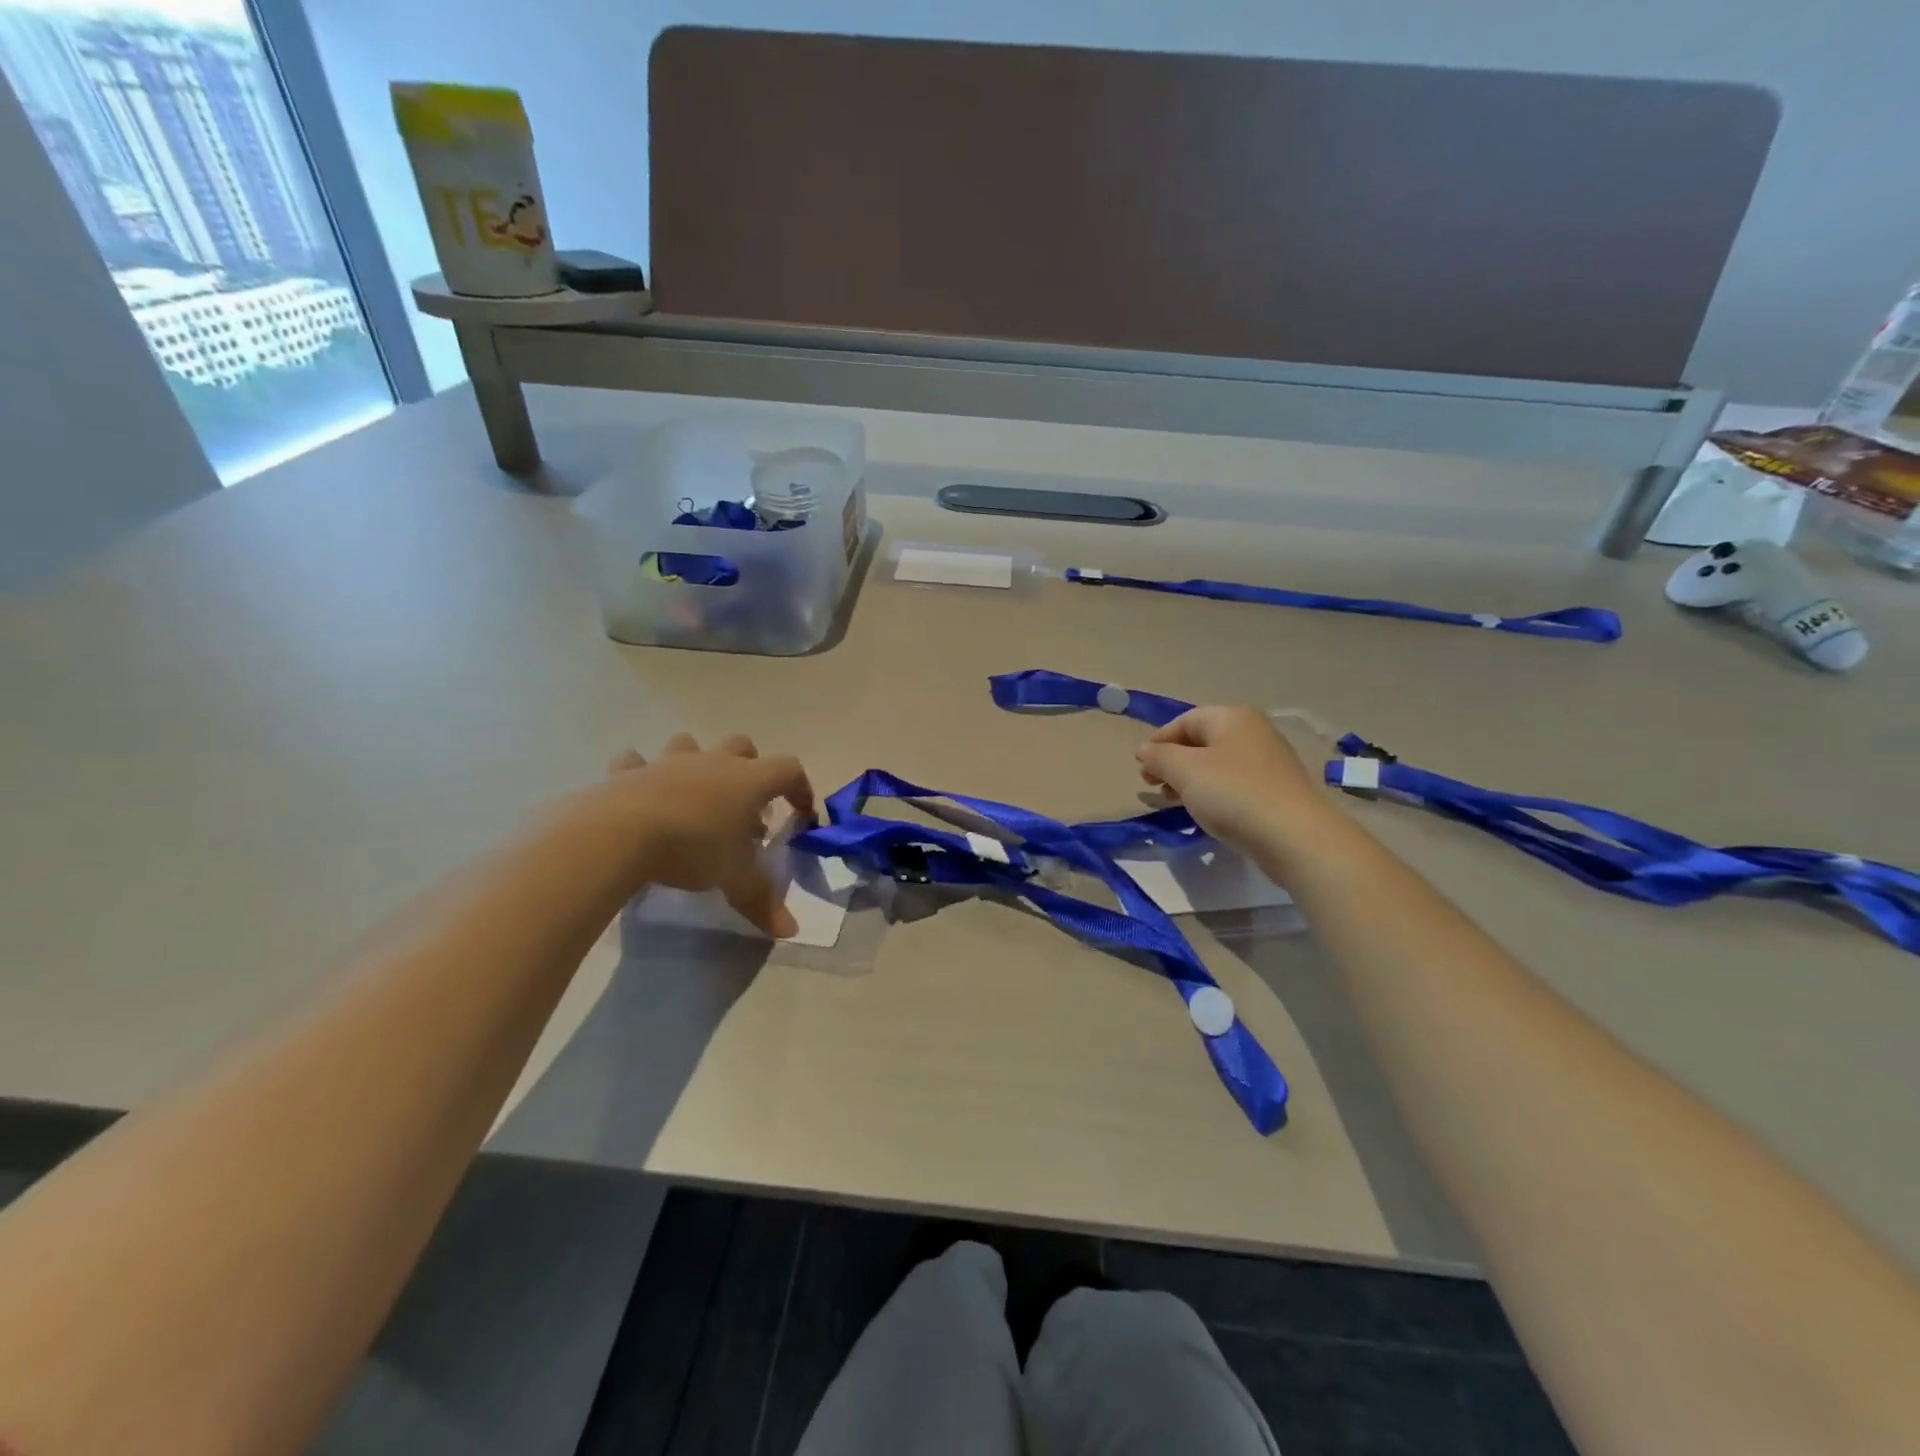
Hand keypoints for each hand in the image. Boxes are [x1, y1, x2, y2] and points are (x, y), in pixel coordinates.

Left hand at [598, 733, 814, 936]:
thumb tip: (791, 930)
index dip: (801, 788)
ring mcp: (669, 762)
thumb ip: (762, 900)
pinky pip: (635, 762)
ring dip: (697, 762)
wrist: (620, 833)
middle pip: (743, 746)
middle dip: (750, 767)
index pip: (789, 770)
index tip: (801, 814)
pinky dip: (639, 772)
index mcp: (749, 780)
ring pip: (690, 744)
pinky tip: (639, 791)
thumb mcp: (734, 879)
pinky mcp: (628, 772)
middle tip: (747, 803)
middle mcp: (713, 762)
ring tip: (694, 794)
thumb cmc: (693, 848)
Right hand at [1135, 706, 1329, 857]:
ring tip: (1173, 801)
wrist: (1294, 837)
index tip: (1140, 766)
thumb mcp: (1185, 770)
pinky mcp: (1276, 791)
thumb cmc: (1233, 793)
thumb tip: (1145, 750)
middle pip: (1202, 741)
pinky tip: (1204, 812)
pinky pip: (1234, 785)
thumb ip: (1159, 756)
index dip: (1159, 740)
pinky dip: (1212, 793)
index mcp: (1234, 718)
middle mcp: (1254, 733)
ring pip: (1217, 765)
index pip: (1186, 720)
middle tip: (1152, 785)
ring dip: (1190, 779)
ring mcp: (1269, 763)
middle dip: (1173, 761)